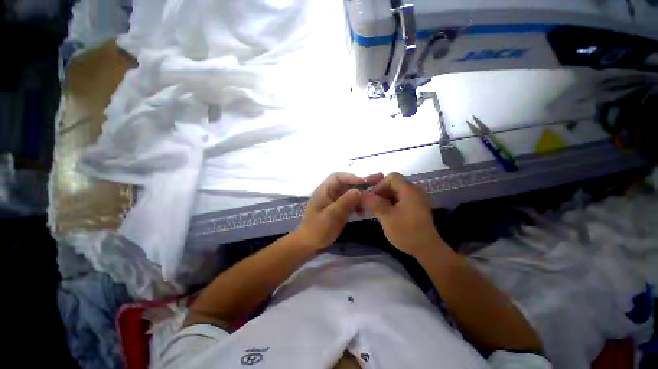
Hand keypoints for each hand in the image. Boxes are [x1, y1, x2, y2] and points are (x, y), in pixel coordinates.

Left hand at [296, 172, 383, 250]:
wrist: (310, 244)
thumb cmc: (318, 229)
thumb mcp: (332, 216)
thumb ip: (345, 202)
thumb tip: (359, 190)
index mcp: (324, 190)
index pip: (338, 176)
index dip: (352, 177)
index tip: (365, 182)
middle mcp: (329, 192)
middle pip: (346, 183)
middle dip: (360, 183)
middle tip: (377, 180)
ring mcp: (334, 200)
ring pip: (349, 192)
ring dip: (361, 194)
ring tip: (374, 196)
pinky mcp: (338, 208)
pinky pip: (349, 201)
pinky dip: (357, 204)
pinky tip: (363, 210)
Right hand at [362, 172, 443, 255]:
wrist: (428, 250)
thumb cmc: (407, 232)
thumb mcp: (387, 217)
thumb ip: (374, 203)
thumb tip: (361, 194)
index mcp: (409, 191)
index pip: (392, 177)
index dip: (380, 185)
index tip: (372, 198)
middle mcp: (414, 192)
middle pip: (394, 184)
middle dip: (381, 193)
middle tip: (372, 206)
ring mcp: (417, 200)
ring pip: (396, 193)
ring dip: (385, 199)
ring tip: (377, 211)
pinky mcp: (416, 208)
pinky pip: (401, 200)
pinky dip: (392, 204)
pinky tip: (387, 215)